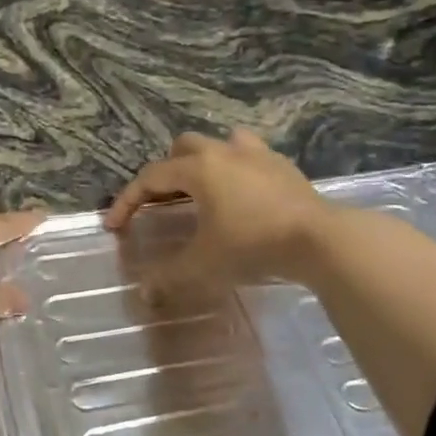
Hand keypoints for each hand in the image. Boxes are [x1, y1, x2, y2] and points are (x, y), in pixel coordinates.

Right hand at [104, 129, 331, 300]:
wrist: (321, 240)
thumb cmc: (253, 245)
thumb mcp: (204, 264)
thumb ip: (169, 276)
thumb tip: (144, 292)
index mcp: (198, 169)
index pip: (150, 177)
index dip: (127, 201)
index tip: (114, 226)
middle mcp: (223, 152)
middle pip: (183, 148)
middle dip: (166, 172)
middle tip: (162, 202)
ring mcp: (257, 154)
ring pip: (220, 142)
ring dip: (204, 161)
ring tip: (202, 190)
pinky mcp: (283, 166)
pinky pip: (250, 155)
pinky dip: (236, 169)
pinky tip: (241, 195)